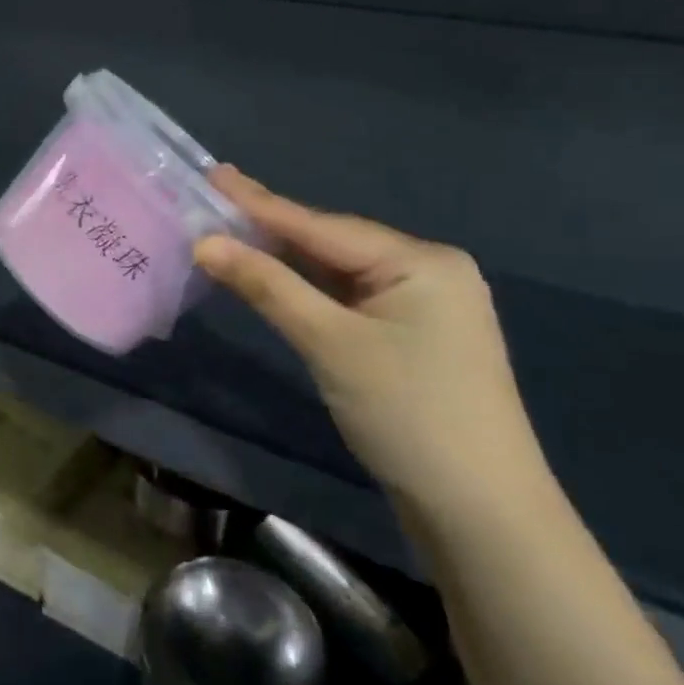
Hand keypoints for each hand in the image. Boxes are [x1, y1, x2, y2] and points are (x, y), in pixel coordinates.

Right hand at [192, 168, 550, 517]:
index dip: (260, 203)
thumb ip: (266, 286)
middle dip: (271, 226)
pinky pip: (348, 298)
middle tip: (215, 198)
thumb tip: (204, 242)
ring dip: (285, 258)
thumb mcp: (328, 342)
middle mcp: (428, 272)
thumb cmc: (406, 412)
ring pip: (338, 271)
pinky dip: (306, 289)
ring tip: (232, 229)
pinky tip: (275, 277)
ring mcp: (424, 307)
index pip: (322, 225)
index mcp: (422, 262)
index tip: (214, 174)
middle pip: (332, 242)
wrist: (479, 510)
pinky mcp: (412, 338)